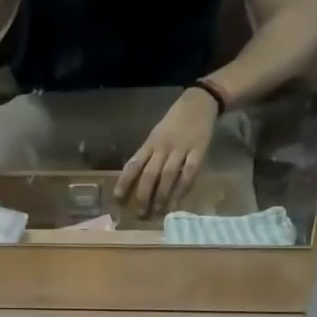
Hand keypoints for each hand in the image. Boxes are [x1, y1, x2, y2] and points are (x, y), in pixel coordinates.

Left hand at [116, 87, 218, 213]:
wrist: (199, 102)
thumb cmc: (174, 122)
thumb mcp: (156, 135)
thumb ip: (148, 155)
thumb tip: (135, 180)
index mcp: (150, 143)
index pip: (133, 164)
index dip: (124, 182)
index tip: (117, 199)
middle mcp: (163, 147)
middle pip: (149, 173)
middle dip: (143, 195)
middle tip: (139, 214)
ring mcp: (181, 149)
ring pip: (168, 175)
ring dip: (161, 195)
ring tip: (157, 212)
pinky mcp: (198, 151)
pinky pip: (189, 172)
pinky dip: (182, 188)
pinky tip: (178, 202)